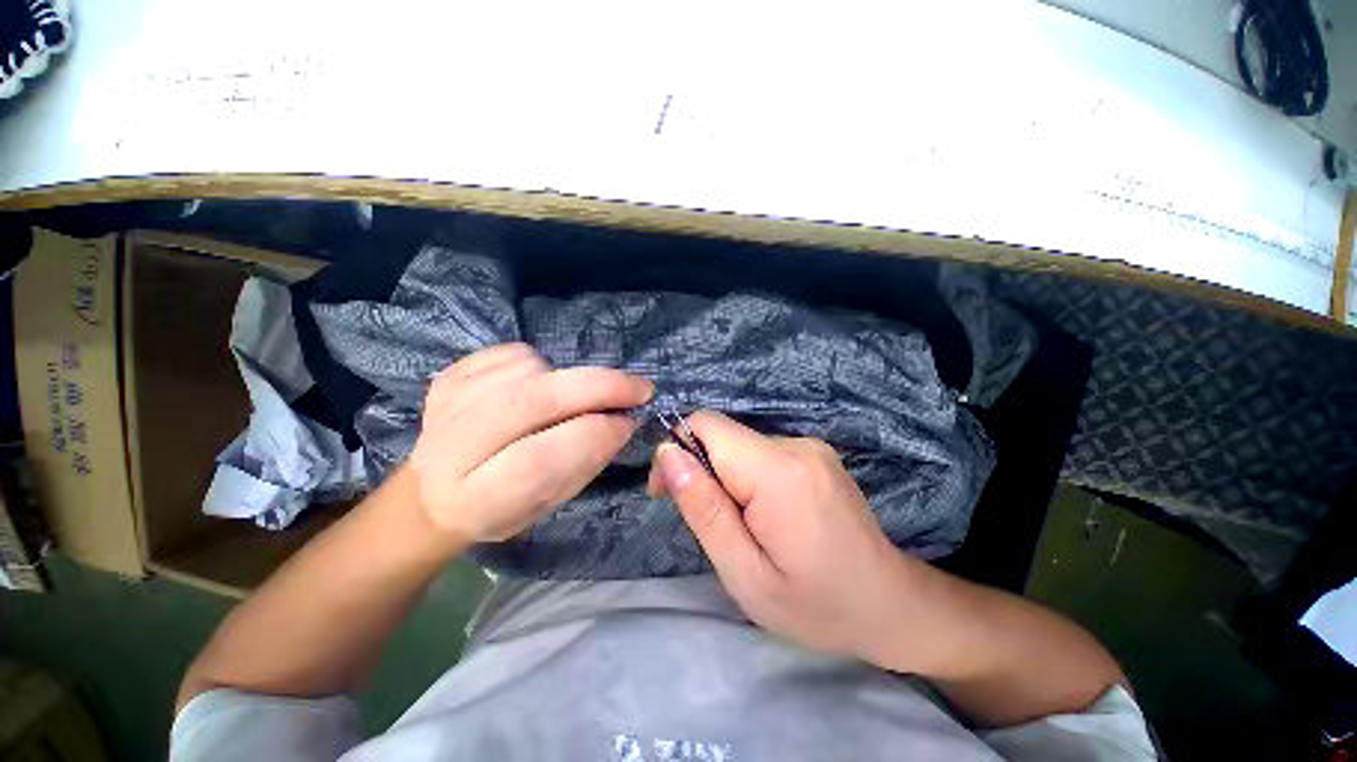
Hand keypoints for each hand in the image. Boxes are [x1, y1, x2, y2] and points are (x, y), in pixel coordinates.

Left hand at [411, 343, 652, 542]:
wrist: (436, 491)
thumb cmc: (504, 506)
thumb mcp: (549, 503)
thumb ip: (585, 463)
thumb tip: (623, 420)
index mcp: (475, 500)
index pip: (538, 459)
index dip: (592, 435)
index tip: (630, 421)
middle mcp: (452, 448)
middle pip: (531, 402)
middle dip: (597, 388)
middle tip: (638, 388)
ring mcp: (446, 404)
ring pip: (528, 370)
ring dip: (569, 379)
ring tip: (571, 399)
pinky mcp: (449, 376)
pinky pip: (513, 352)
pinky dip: (543, 363)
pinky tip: (541, 384)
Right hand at [648, 411, 915, 664]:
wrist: (889, 604)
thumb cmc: (814, 604)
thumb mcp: (743, 572)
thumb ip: (703, 507)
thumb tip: (668, 454)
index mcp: (778, 471)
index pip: (707, 425)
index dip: (677, 450)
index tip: (668, 491)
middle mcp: (796, 445)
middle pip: (722, 435)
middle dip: (699, 468)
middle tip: (705, 520)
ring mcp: (810, 445)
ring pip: (739, 445)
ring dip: (725, 477)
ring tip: (740, 525)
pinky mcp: (815, 452)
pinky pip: (761, 452)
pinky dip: (747, 477)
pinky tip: (764, 514)